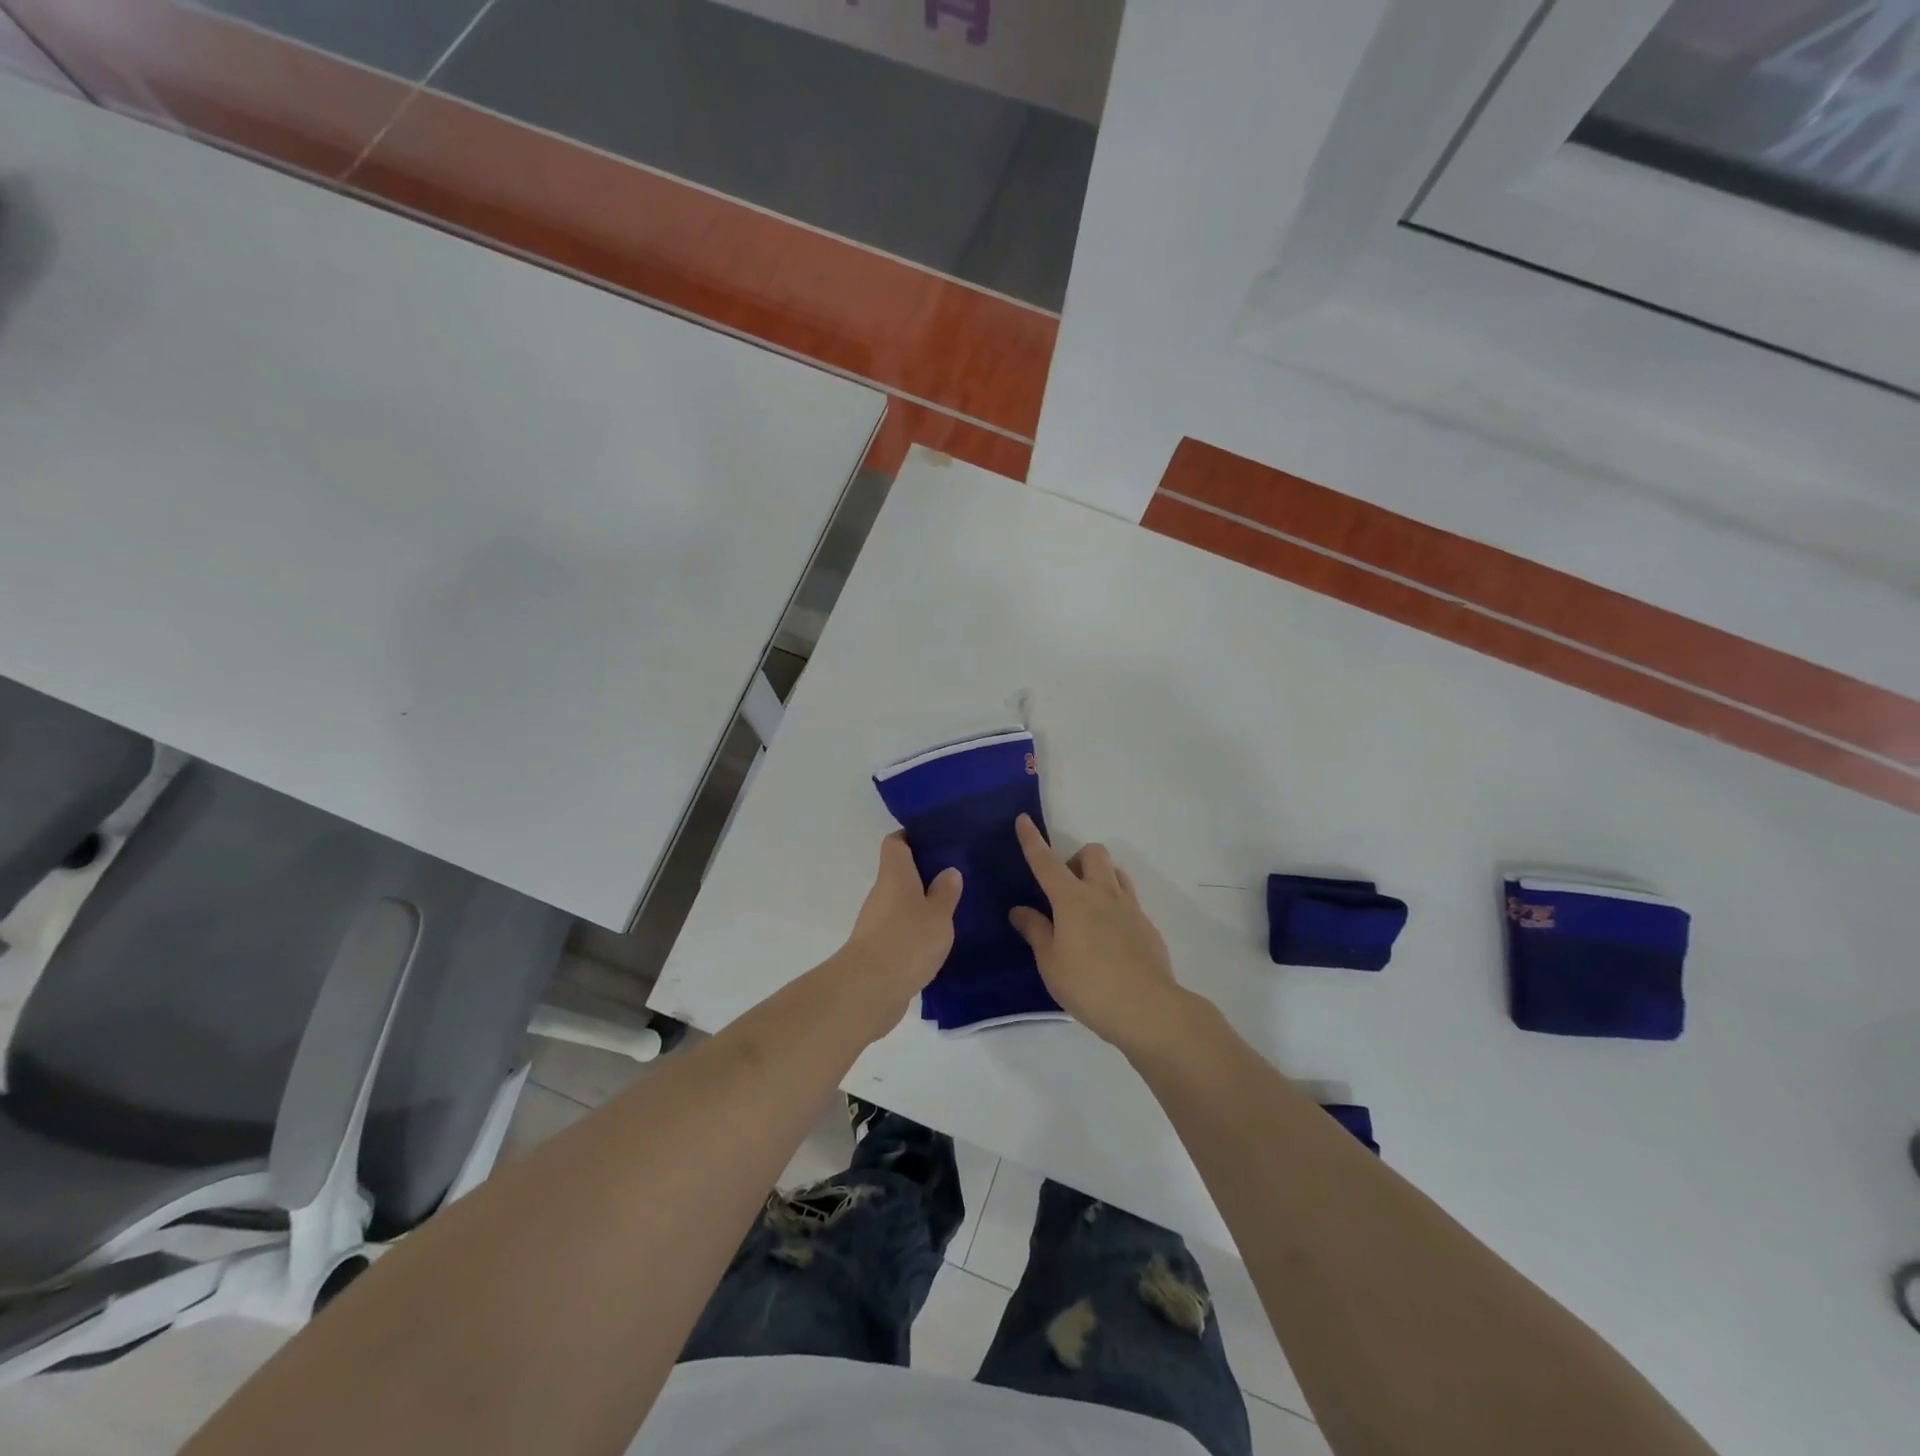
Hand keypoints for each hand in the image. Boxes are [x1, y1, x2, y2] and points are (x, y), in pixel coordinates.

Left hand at [841, 833, 962, 1003]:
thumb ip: (946, 892)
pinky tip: (937, 939)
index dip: (911, 836)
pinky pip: (900, 929)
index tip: (935, 838)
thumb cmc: (907, 940)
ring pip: (901, 903)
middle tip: (955, 874)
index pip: (896, 842)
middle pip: (900, 873)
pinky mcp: (879, 949)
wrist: (870, 990)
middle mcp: (882, 893)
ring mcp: (877, 922)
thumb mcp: (938, 914)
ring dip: (921, 904)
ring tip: (953, 907)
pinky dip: (916, 930)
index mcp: (895, 874)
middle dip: (924, 873)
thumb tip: (948, 871)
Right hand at [1009, 815, 1185, 1051]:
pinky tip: (1109, 938)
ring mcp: (1130, 908)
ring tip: (1087, 909)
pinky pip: (1129, 900)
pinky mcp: (1147, 926)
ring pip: (1116, 872)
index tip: (1023, 819)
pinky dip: (1115, 905)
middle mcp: (1102, 893)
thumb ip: (1036, 931)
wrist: (1148, 1008)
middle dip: (1076, 859)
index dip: (1032, 840)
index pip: (1046, 862)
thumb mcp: (1050, 962)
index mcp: (1072, 899)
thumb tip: (1020, 909)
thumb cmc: (1088, 985)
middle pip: (1093, 853)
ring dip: (1099, 877)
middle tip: (1064, 889)